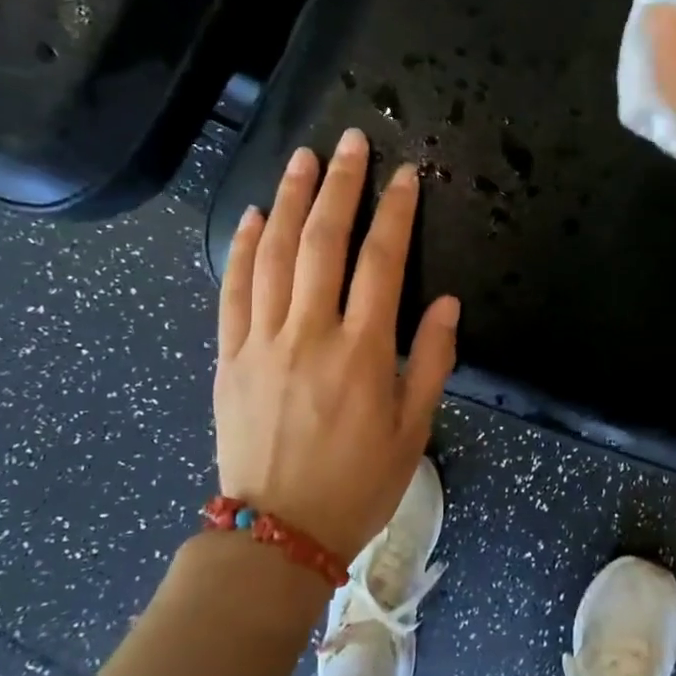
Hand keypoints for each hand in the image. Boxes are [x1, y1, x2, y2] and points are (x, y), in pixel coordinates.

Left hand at [214, 130, 460, 561]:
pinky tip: (252, 215)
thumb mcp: (414, 429)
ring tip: (302, 158)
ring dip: (289, 200)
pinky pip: (233, 289)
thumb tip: (445, 302)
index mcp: (362, 352)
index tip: (405, 175)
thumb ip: (431, 360)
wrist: (277, 535)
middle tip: (350, 141)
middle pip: (324, 241)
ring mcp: (262, 341)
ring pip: (274, 254)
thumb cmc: (358, 483)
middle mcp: (310, 334)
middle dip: (340, 185)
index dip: (395, 212)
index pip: (382, 261)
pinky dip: (242, 247)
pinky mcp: (229, 355)